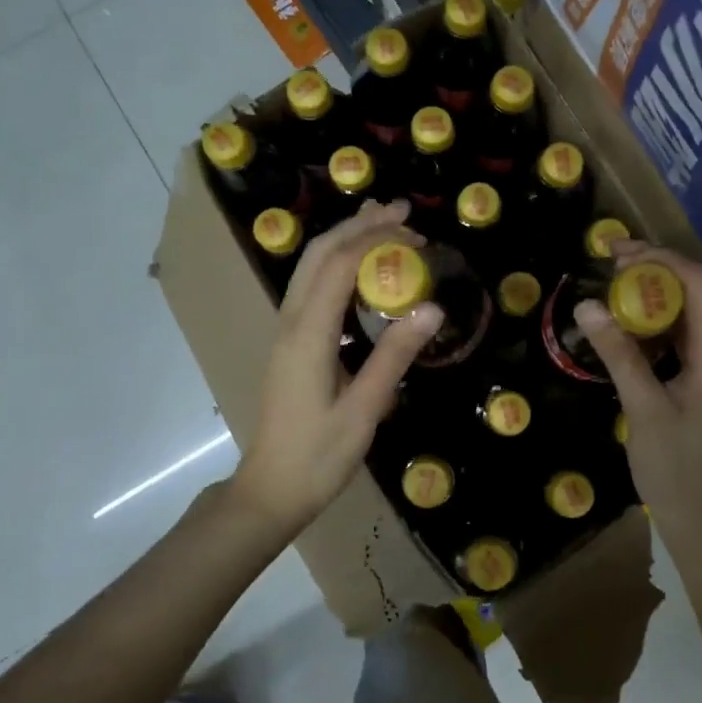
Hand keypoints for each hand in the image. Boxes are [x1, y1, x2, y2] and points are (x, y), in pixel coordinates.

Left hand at [230, 200, 443, 533]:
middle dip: (358, 226)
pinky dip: (338, 266)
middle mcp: (291, 322)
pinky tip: (363, 276)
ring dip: (345, 241)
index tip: (414, 229)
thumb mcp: (364, 410)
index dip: (375, 239)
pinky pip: (311, 289)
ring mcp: (286, 332)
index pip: (339, 265)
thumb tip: (432, 307)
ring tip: (383, 227)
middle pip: (319, 254)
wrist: (269, 490)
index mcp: (308, 334)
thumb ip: (395, 356)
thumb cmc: (318, 456)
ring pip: (310, 268)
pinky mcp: (290, 344)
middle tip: (400, 212)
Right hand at [573, 242, 701, 557]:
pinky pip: (680, 344)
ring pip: (688, 319)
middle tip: (609, 268)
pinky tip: (625, 332)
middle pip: (698, 296)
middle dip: (655, 273)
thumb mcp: (643, 409)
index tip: (618, 255)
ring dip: (653, 299)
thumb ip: (619, 354)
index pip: (701, 285)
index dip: (662, 259)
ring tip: (612, 291)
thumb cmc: (677, 470)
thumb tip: (589, 304)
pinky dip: (654, 329)